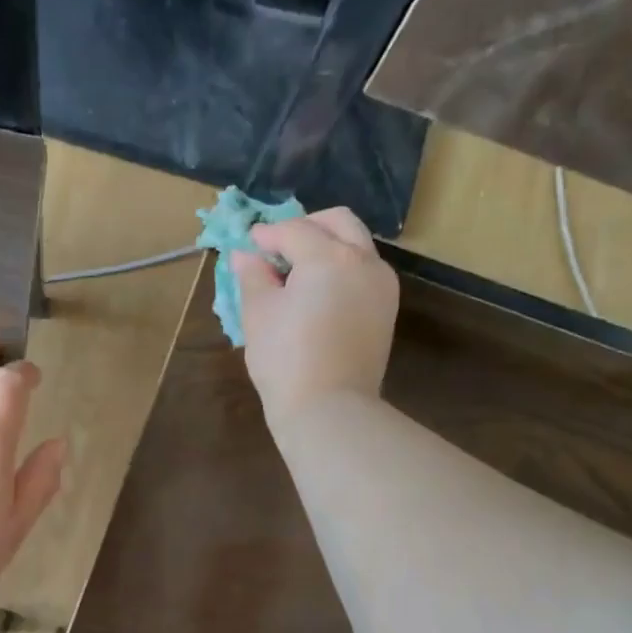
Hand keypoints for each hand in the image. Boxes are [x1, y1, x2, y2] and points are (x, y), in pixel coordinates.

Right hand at [232, 207, 398, 430]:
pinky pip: (364, 273)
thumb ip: (253, 277)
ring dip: (329, 245)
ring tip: (299, 270)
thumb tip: (245, 256)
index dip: (268, 235)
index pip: (295, 230)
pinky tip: (320, 292)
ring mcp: (381, 286)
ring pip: (357, 245)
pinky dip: (343, 269)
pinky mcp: (386, 310)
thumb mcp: (259, 315)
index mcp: (329, 257)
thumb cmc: (285, 360)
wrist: (329, 409)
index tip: (250, 243)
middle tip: (280, 244)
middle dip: (307, 226)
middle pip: (338, 222)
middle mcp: (364, 261)